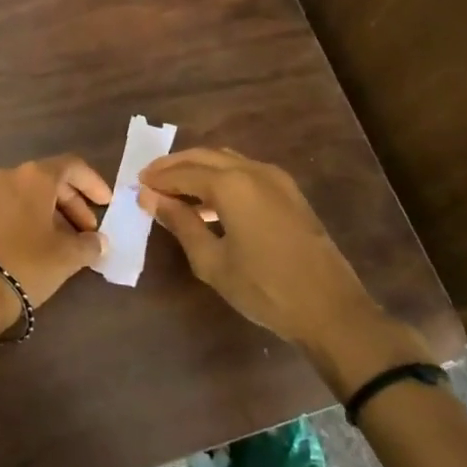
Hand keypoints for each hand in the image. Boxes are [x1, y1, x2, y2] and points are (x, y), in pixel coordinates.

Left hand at [0, 155, 111, 318]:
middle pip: (47, 180)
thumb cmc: (27, 264)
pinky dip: (22, 220)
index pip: (71, 166)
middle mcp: (5, 176)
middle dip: (71, 203)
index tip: (105, 204)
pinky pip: (3, 208)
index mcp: (33, 177)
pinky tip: (30, 246)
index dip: (93, 183)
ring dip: (47, 213)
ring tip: (61, 242)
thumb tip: (97, 241)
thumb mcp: (68, 257)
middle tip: (86, 231)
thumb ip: (89, 244)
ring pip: (24, 195)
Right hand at [139, 147, 430, 387]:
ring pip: (225, 160)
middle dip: (174, 166)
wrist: (331, 310)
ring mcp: (276, 179)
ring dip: (197, 169)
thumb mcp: (211, 260)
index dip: (157, 179)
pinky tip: (209, 202)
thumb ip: (179, 223)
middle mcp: (253, 171)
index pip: (182, 173)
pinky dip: (220, 177)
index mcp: (231, 184)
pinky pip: (245, 172)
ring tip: (174, 190)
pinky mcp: (289, 193)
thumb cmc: (264, 288)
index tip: (136, 187)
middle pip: (203, 157)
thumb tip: (150, 198)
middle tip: (149, 180)